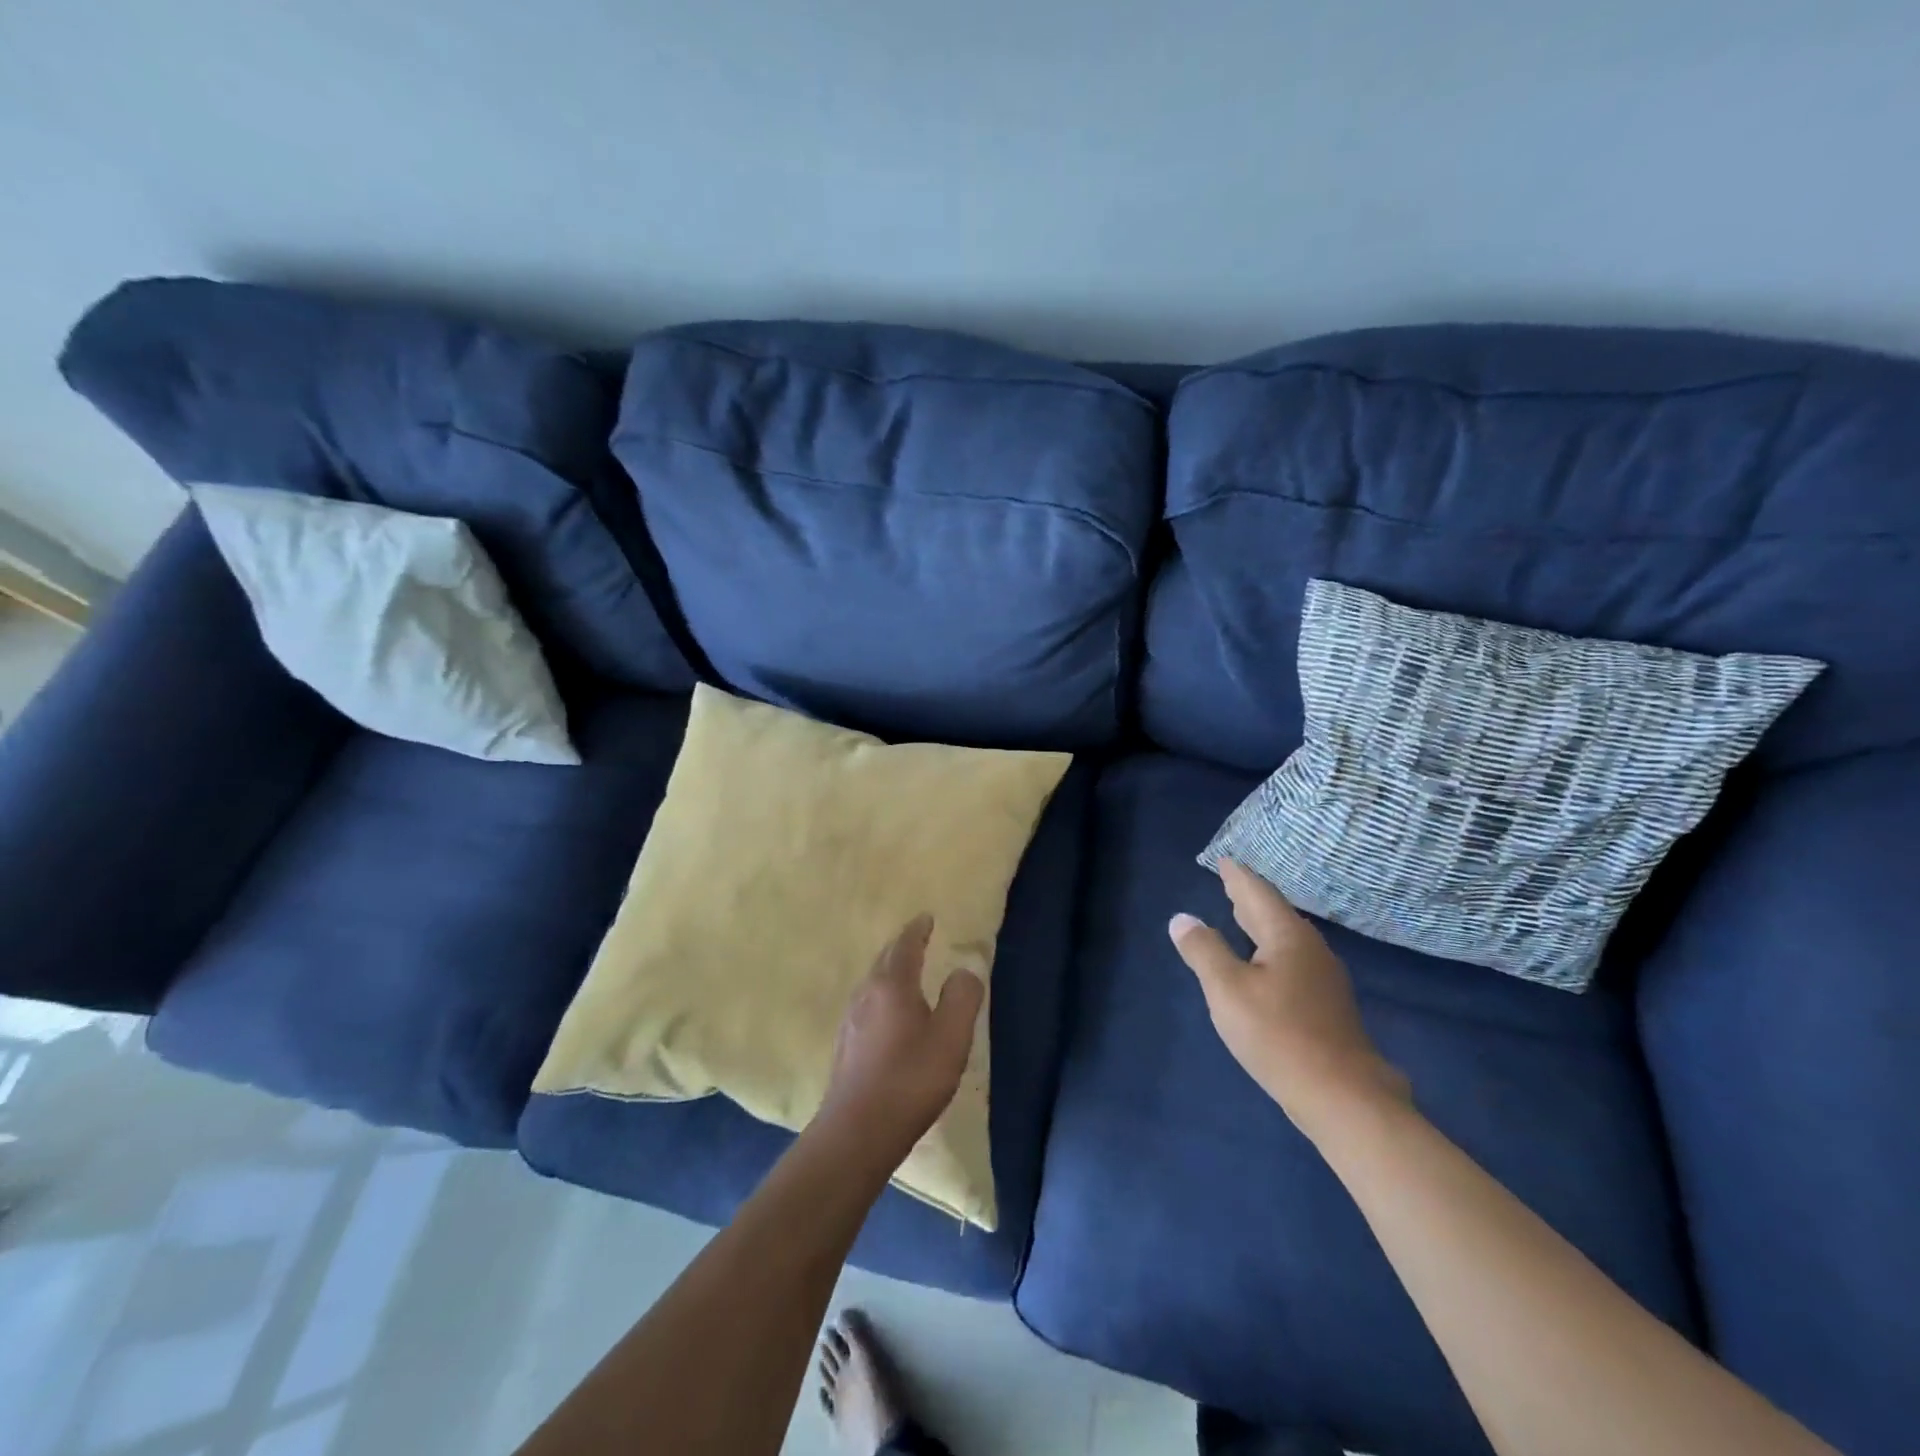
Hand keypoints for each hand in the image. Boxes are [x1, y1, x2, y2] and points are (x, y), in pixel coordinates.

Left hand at [814, 915, 984, 1162]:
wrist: (857, 1132)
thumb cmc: (910, 1080)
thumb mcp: (951, 1038)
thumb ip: (962, 998)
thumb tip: (964, 970)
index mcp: (892, 985)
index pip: (905, 945)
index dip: (917, 930)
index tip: (926, 918)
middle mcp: (866, 994)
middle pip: (884, 960)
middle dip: (901, 946)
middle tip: (917, 939)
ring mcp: (850, 1020)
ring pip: (872, 982)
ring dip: (889, 971)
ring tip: (905, 973)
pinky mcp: (845, 1046)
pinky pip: (866, 1004)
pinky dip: (881, 995)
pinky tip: (888, 1015)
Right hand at [1170, 861, 1409, 1139]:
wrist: (1343, 1097)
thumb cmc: (1278, 1035)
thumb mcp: (1227, 990)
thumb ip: (1204, 951)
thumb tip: (1183, 919)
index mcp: (1287, 937)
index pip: (1258, 894)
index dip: (1238, 877)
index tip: (1225, 860)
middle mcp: (1310, 950)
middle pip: (1275, 914)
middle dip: (1249, 898)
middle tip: (1230, 882)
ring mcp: (1324, 980)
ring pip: (1286, 939)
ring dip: (1261, 925)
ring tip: (1241, 918)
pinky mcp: (1327, 1007)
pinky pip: (1292, 961)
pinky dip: (1270, 950)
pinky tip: (1264, 966)